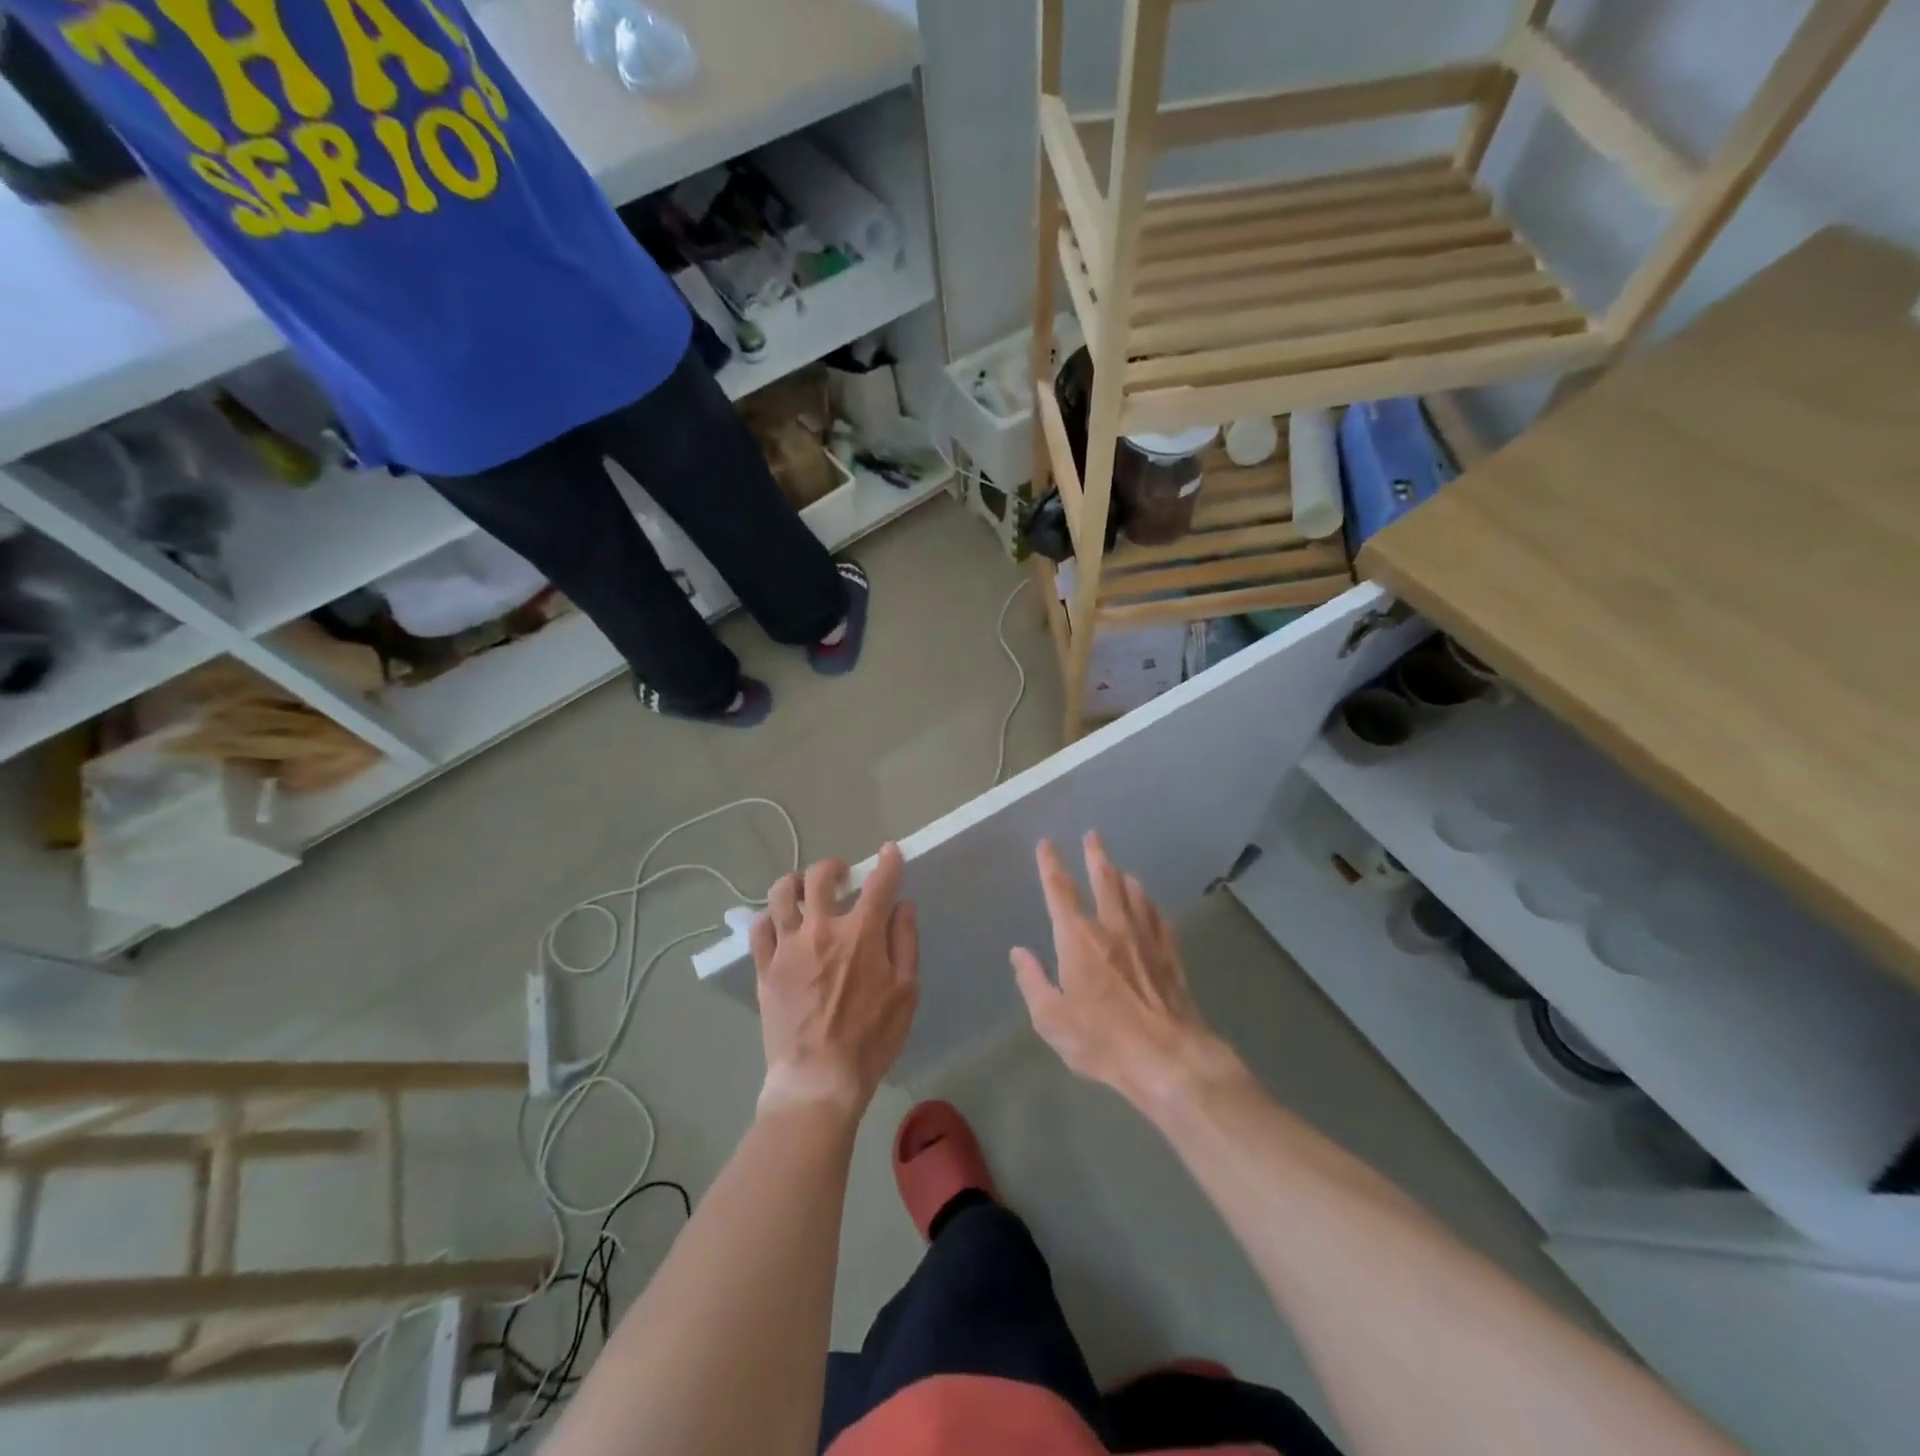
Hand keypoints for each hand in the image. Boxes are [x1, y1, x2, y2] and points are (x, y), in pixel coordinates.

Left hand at [751, 843, 918, 1116]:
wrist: (818, 1079)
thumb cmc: (871, 1038)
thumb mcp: (906, 992)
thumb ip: (905, 942)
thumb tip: (902, 906)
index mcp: (861, 934)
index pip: (879, 883)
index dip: (887, 862)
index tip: (890, 851)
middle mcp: (822, 929)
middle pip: (820, 876)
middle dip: (834, 866)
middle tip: (841, 875)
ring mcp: (788, 946)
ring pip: (783, 893)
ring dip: (796, 883)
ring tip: (805, 892)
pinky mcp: (765, 967)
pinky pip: (759, 927)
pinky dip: (771, 917)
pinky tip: (780, 924)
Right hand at [1011, 833, 1241, 1112]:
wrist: (1168, 1059)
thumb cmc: (1102, 1041)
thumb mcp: (1051, 1019)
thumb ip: (1032, 982)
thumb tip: (1019, 953)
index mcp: (1078, 940)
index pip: (1060, 891)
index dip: (1051, 865)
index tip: (1047, 844)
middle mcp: (1112, 929)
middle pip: (1104, 881)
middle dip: (1095, 856)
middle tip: (1093, 835)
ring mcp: (1146, 940)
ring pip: (1135, 896)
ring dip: (1125, 878)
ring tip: (1121, 869)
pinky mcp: (1170, 957)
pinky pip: (1159, 920)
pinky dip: (1151, 907)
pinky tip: (1151, 906)